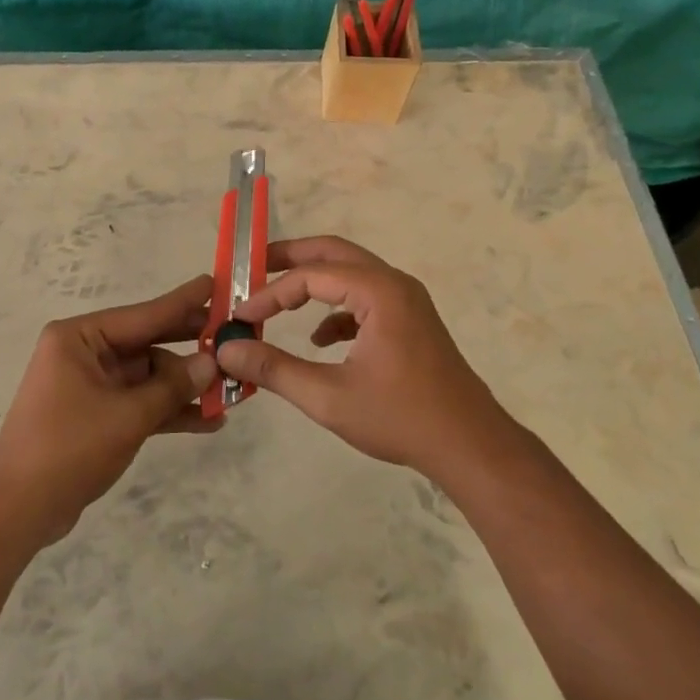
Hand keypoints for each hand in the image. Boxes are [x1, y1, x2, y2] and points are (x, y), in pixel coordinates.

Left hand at [0, 275, 220, 546]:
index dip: (184, 302)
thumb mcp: (127, 416)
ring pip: (149, 376)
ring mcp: (91, 384)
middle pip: (148, 343)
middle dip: (190, 347)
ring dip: (184, 387)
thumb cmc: (68, 449)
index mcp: (80, 338)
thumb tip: (211, 363)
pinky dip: (168, 410)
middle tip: (234, 338)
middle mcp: (85, 353)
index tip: (217, 283)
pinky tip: (208, 421)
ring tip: (231, 392)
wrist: (17, 511)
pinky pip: (140, 402)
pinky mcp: (97, 414)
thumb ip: (172, 387)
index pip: (143, 314)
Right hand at [214, 236, 511, 479]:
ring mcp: (406, 301)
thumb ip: (274, 369)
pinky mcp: (410, 322)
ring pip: (350, 274)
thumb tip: (228, 351)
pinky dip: (336, 309)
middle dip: (290, 259)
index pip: (311, 276)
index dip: (271, 292)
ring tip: (276, 300)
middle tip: (251, 267)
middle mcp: (394, 284)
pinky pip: (364, 298)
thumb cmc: (401, 418)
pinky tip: (318, 340)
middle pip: (333, 253)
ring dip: (312, 282)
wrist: (471, 446)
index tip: (240, 315)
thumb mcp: (328, 397)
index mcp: (379, 291)